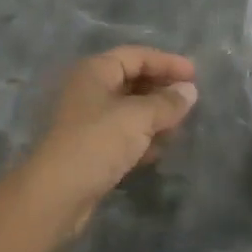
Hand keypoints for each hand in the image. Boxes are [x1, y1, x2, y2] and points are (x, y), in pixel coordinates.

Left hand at [18, 46, 198, 243]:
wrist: (56, 195)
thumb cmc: (97, 142)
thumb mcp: (139, 117)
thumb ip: (167, 102)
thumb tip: (189, 91)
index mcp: (95, 71)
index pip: (136, 56)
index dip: (167, 62)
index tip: (195, 75)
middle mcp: (88, 90)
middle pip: (131, 80)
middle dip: (161, 89)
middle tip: (190, 100)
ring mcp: (87, 121)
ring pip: (128, 110)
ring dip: (154, 116)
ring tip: (180, 126)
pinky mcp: (89, 149)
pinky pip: (122, 135)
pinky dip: (142, 138)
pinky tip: (160, 150)